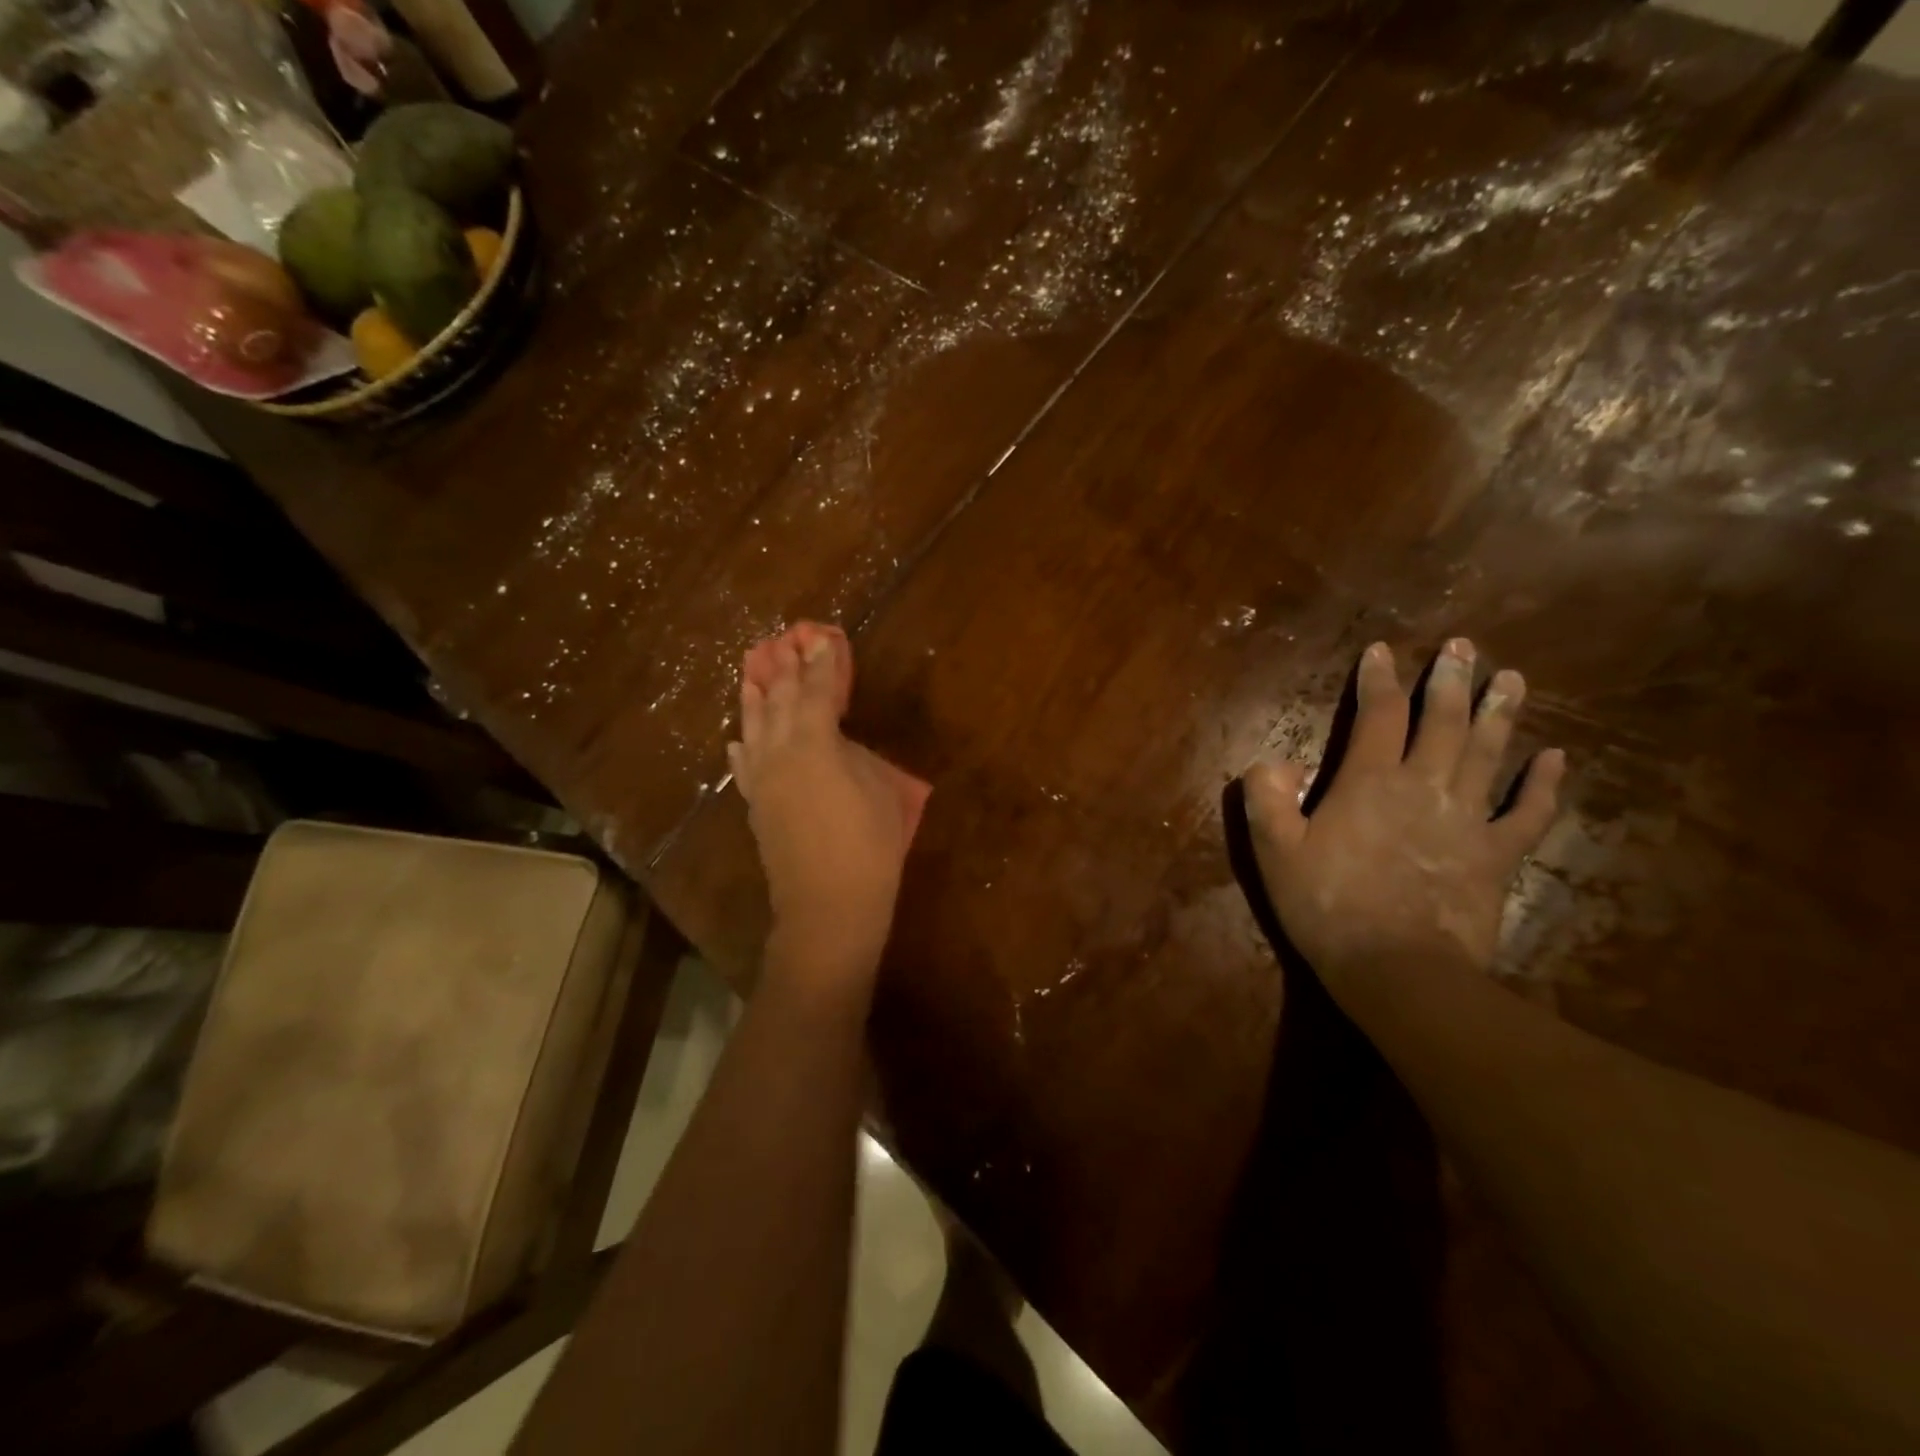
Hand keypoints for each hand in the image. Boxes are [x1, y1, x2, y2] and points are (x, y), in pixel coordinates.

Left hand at [728, 633, 908, 980]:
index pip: (818, 692)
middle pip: (780, 701)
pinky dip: (741, 748)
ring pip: (753, 728)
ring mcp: (762, 780)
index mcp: (815, 744)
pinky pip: (743, 767)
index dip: (822, 663)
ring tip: (752, 672)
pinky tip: (737, 739)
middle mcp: (779, 753)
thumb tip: (838, 742)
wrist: (829, 904)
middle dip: (785, 670)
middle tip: (785, 642)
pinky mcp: (755, 806)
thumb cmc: (869, 845)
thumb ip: (855, 755)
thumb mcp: (880, 790)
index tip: (822, 638)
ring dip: (755, 697)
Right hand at [1244, 639, 1563, 992]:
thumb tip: (1274, 761)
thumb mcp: (1273, 850)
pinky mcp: (1497, 855)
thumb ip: (1266, 797)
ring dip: (1501, 713)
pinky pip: (1527, 812)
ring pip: (1490, 753)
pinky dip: (1543, 784)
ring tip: (1511, 678)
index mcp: (1369, 781)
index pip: (1377, 714)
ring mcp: (1468, 819)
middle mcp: (1424, 786)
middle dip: (1450, 680)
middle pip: (1443, 721)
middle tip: (1461, 648)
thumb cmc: (1327, 905)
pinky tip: (1556, 758)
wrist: (1396, 968)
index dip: (1378, 678)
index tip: (1381, 650)